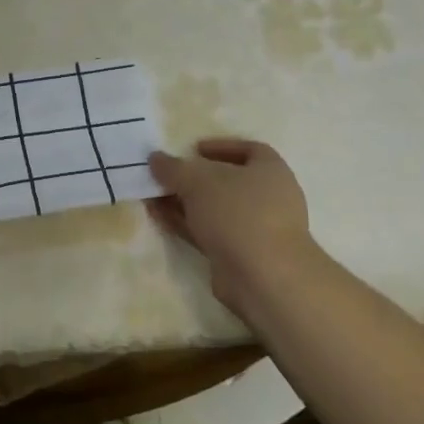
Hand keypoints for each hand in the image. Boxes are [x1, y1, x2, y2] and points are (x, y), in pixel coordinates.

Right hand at [147, 138, 323, 317]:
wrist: (263, 276)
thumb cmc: (238, 212)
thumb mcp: (198, 180)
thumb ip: (173, 167)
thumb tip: (155, 158)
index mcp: (271, 171)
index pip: (249, 149)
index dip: (220, 147)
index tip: (193, 150)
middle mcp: (268, 198)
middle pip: (227, 181)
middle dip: (193, 177)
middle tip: (166, 175)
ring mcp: (255, 229)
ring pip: (214, 209)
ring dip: (184, 202)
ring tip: (152, 195)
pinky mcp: (240, 254)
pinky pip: (208, 232)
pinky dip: (185, 223)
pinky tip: (158, 216)